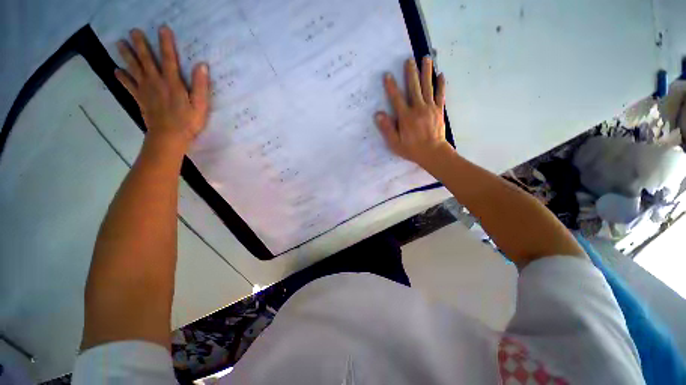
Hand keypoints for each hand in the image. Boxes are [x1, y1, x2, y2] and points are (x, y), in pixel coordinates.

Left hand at [115, 26, 209, 150]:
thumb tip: (202, 65)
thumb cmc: (188, 122)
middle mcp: (156, 82)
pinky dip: (122, 78)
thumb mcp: (201, 105)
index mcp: (173, 83)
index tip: (162, 28)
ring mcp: (146, 91)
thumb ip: (201, 85)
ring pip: (134, 69)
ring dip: (127, 56)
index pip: (169, 59)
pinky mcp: (140, 99)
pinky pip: (129, 86)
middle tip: (133, 31)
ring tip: (119, 43)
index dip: (166, 43)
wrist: (169, 137)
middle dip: (140, 45)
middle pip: (147, 60)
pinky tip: (116, 71)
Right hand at [375, 57, 449, 167]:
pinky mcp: (439, 110)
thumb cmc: (412, 149)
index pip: (397, 99)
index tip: (387, 74)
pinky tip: (440, 74)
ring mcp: (430, 108)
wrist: (433, 153)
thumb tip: (378, 114)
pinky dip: (441, 84)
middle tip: (409, 59)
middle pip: (413, 87)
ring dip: (426, 72)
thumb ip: (387, 128)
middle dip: (410, 73)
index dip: (391, 87)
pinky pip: (440, 94)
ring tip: (426, 58)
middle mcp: (418, 109)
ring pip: (427, 87)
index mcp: (406, 117)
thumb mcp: (395, 143)